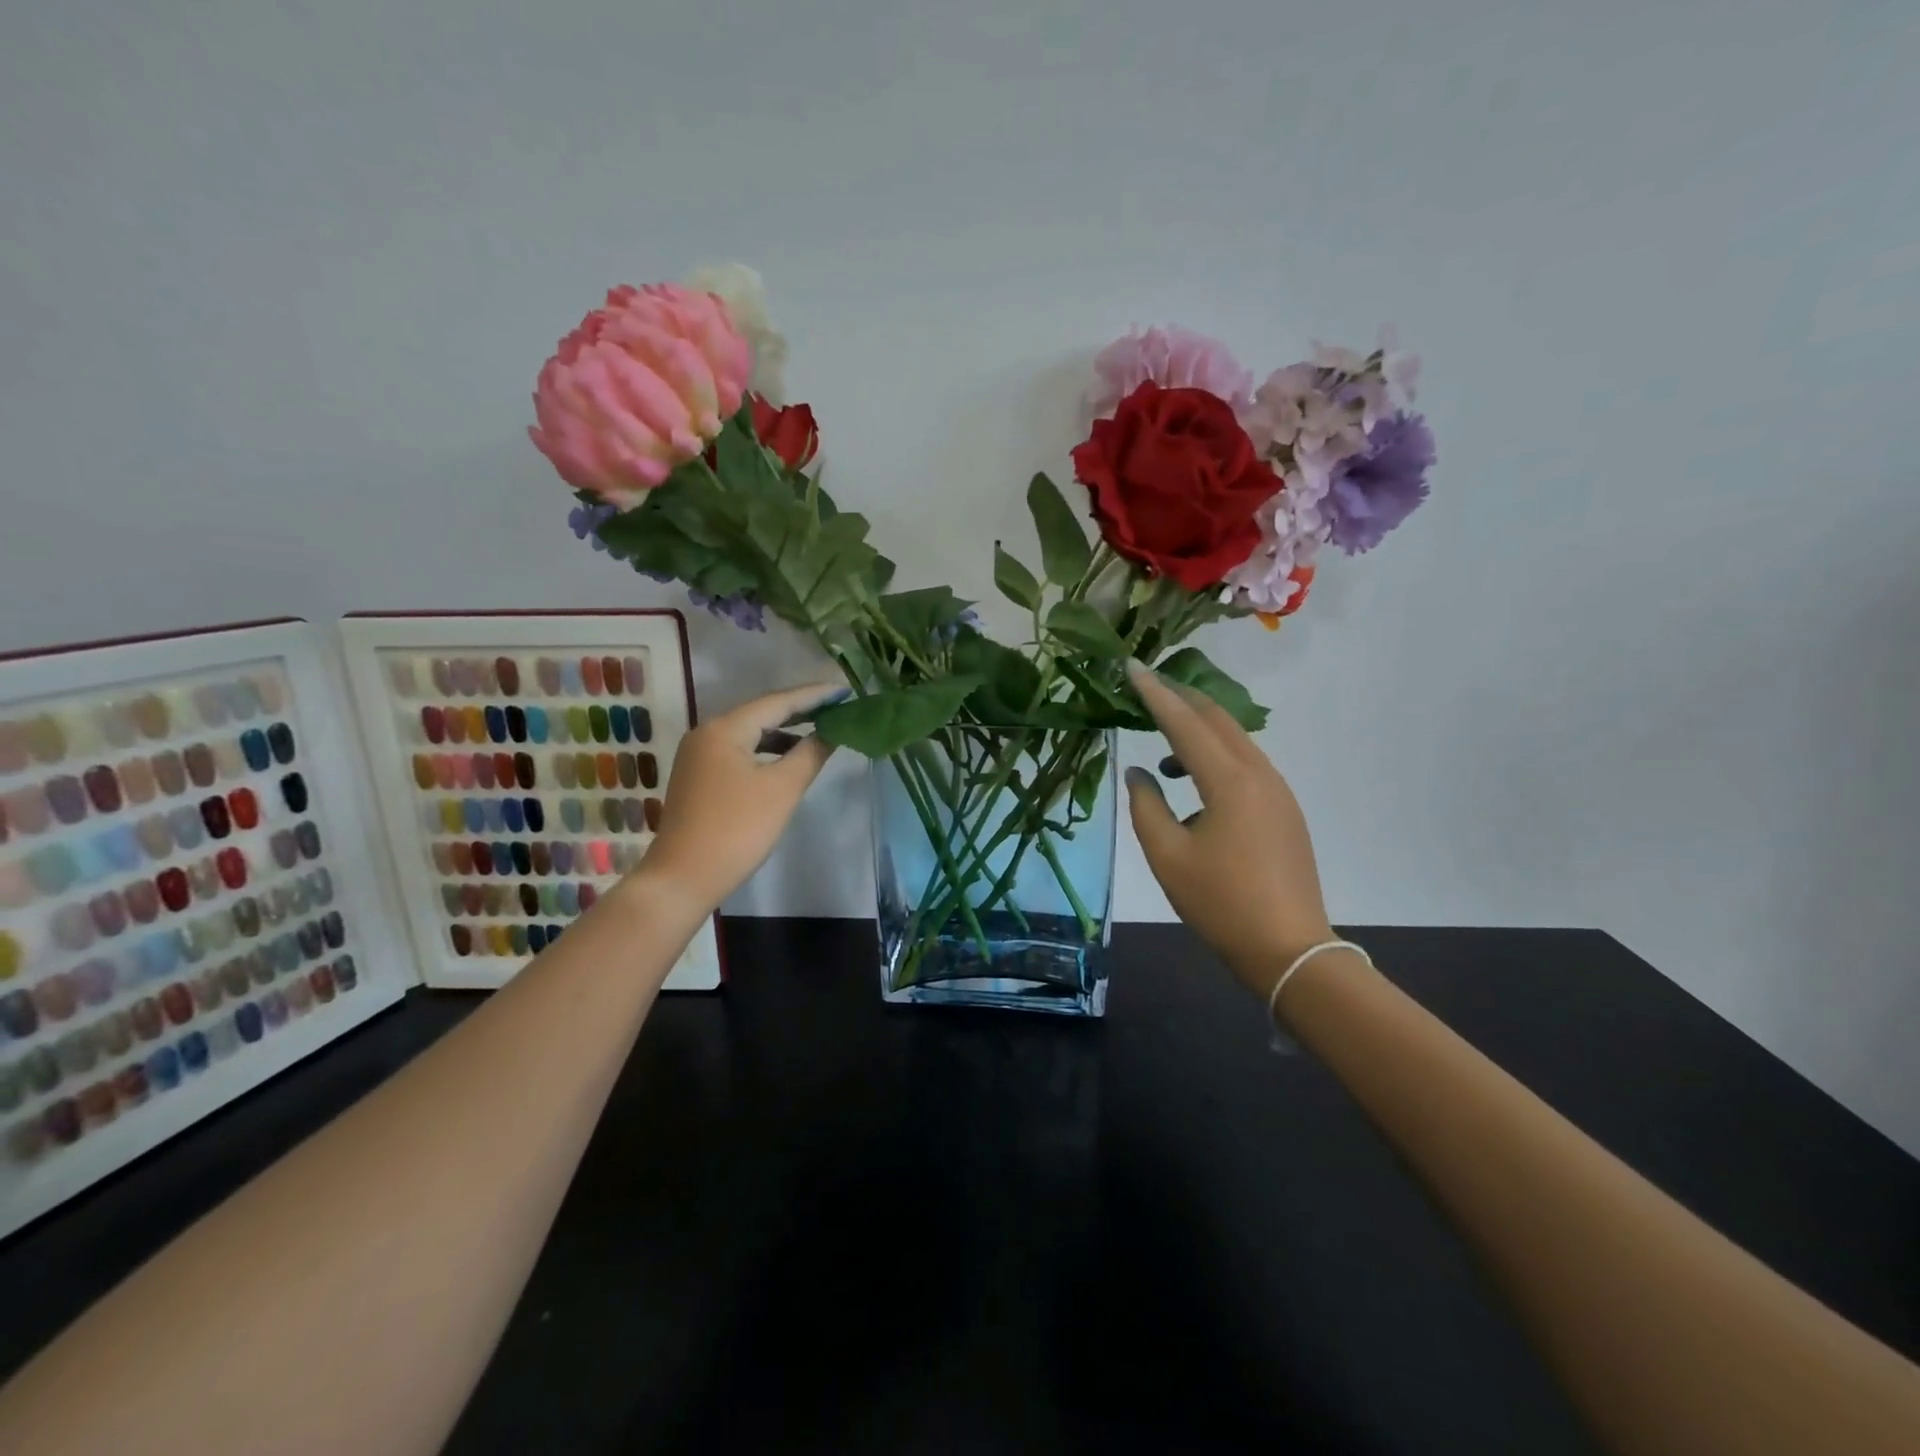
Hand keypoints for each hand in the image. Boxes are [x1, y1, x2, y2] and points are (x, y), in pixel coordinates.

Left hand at [639, 681, 845, 911]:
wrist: (683, 878)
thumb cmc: (737, 829)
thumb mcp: (782, 789)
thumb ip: (811, 753)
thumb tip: (833, 730)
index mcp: (724, 728)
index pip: (778, 701)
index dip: (814, 695)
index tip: (845, 689)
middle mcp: (707, 733)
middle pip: (762, 713)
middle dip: (801, 710)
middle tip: (838, 705)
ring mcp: (699, 755)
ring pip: (750, 733)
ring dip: (784, 732)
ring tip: (821, 730)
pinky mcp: (699, 777)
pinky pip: (740, 751)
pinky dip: (767, 750)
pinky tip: (787, 759)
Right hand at [1123, 660, 1334, 991]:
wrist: (1288, 949)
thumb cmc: (1221, 903)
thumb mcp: (1168, 856)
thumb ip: (1146, 806)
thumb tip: (1139, 773)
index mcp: (1230, 781)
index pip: (1185, 723)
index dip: (1155, 693)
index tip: (1132, 666)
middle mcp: (1260, 774)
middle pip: (1218, 720)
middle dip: (1182, 699)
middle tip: (1147, 688)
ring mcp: (1278, 791)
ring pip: (1235, 741)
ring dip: (1199, 731)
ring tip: (1162, 745)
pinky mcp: (1285, 810)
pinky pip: (1246, 765)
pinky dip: (1216, 757)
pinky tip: (1193, 782)